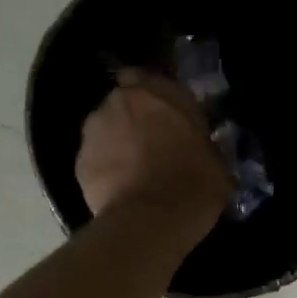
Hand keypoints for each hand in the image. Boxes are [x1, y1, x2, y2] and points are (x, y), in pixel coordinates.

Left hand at [76, 70, 232, 240]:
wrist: (151, 220)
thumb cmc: (194, 184)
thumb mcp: (217, 162)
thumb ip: (203, 145)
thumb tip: (202, 150)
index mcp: (160, 92)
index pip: (148, 77)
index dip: (154, 98)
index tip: (165, 116)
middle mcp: (122, 101)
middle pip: (124, 103)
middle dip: (133, 119)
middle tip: (151, 145)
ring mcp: (94, 130)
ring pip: (105, 129)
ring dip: (116, 142)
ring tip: (133, 171)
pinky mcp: (79, 161)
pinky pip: (95, 159)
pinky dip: (105, 169)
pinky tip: (120, 190)